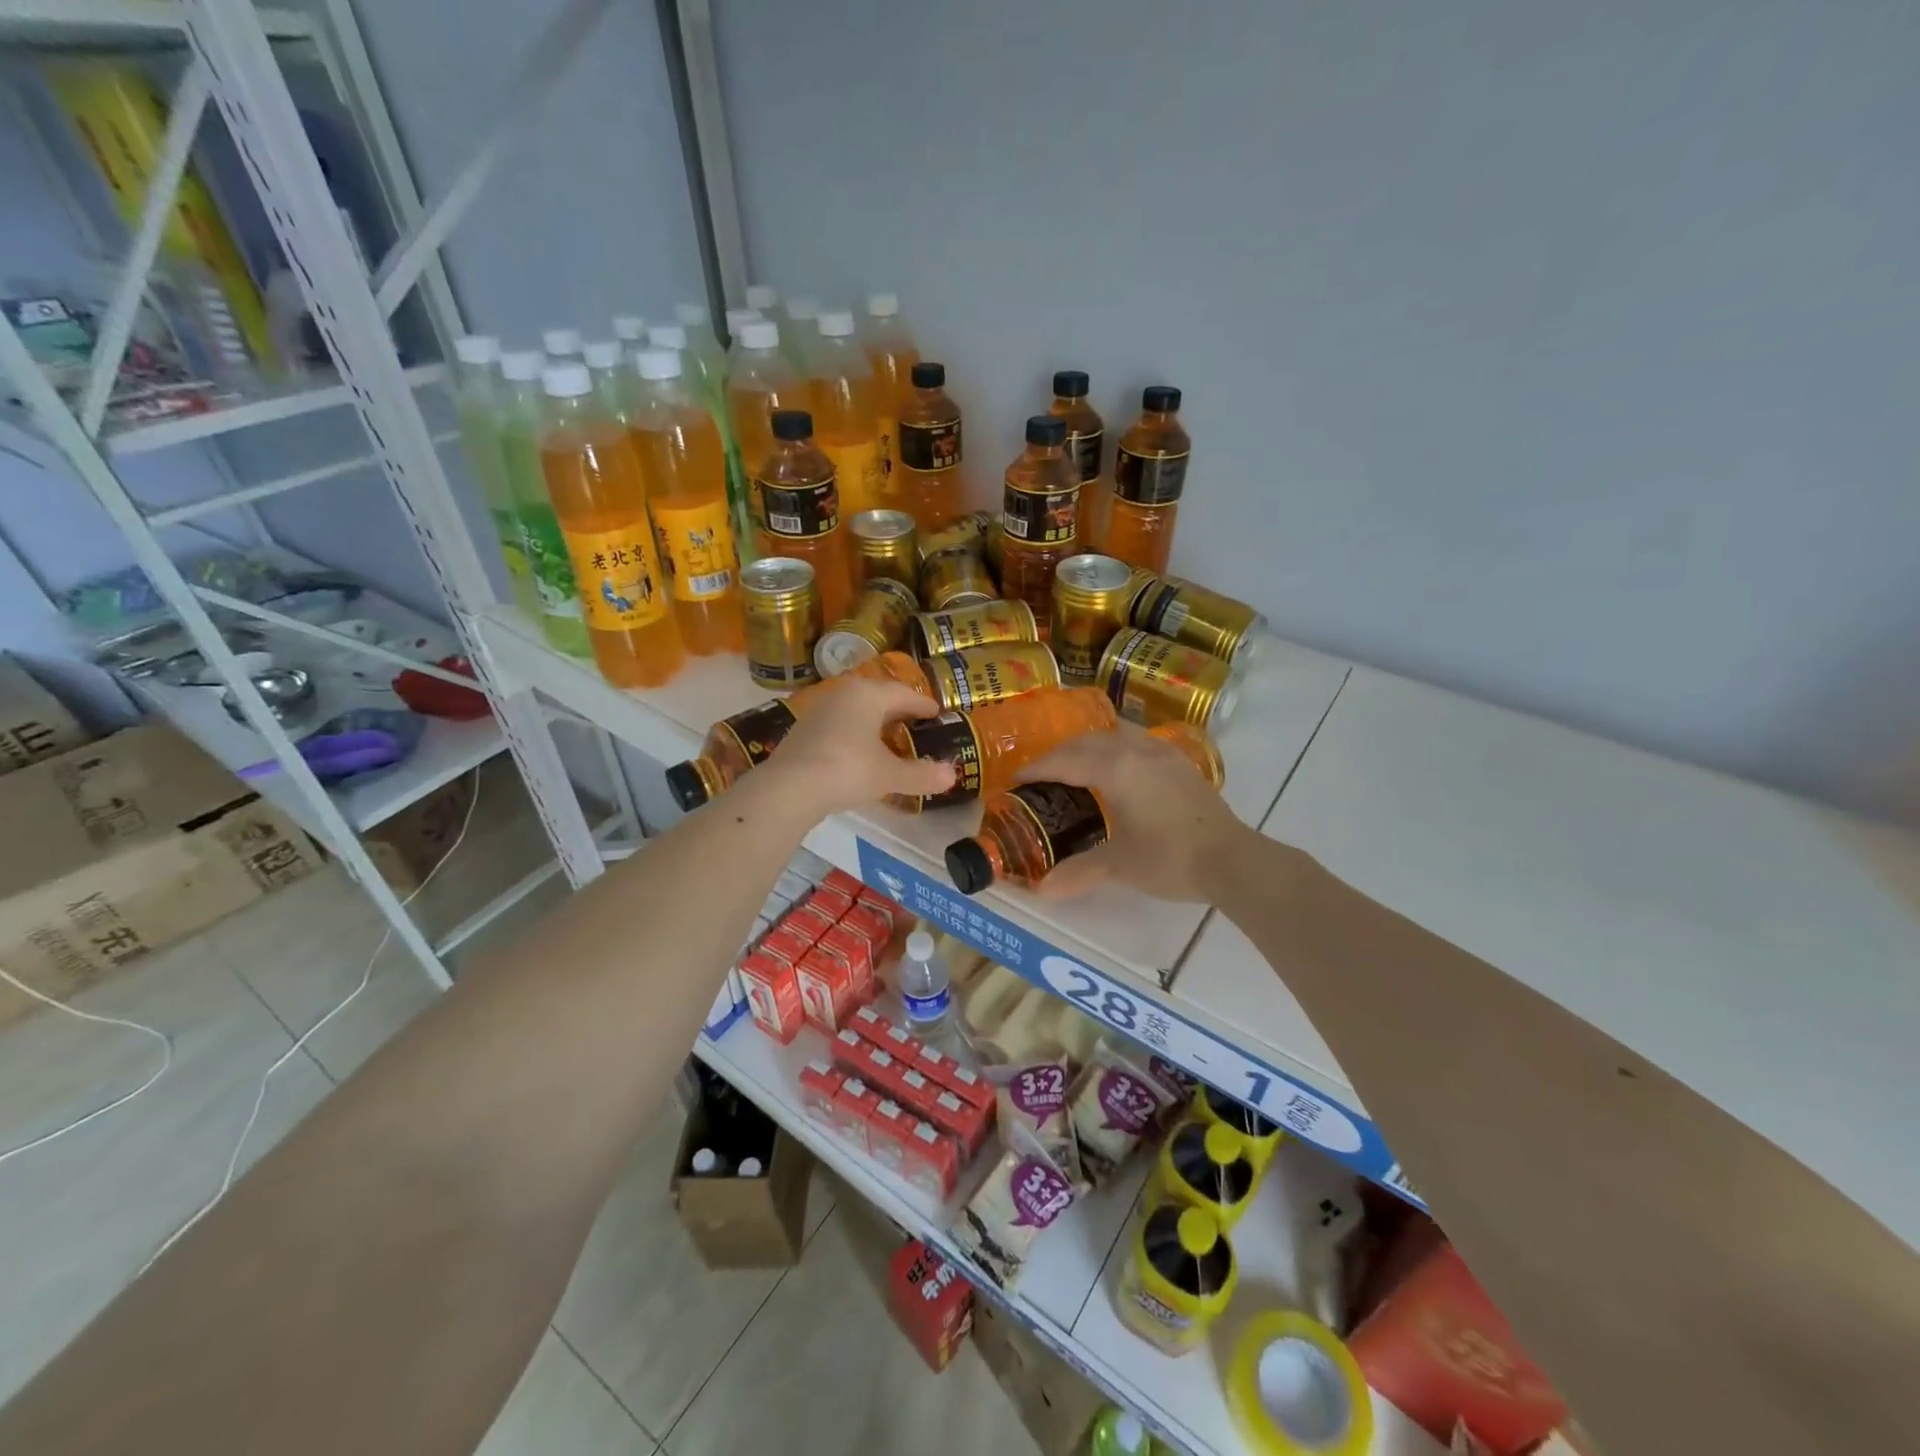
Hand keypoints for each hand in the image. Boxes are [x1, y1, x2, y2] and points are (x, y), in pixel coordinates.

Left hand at [757, 677, 954, 817]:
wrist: (790, 787)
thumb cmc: (848, 769)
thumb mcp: (890, 775)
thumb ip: (921, 774)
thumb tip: (952, 775)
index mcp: (868, 694)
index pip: (903, 693)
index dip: (923, 704)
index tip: (937, 713)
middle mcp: (844, 693)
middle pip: (878, 697)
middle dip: (899, 710)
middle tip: (917, 724)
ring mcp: (820, 710)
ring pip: (857, 710)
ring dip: (875, 722)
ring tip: (891, 738)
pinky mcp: (804, 730)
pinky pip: (841, 724)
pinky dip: (856, 734)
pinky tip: (861, 752)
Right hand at [1014, 724, 1249, 902]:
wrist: (1232, 859)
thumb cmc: (1169, 858)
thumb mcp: (1119, 864)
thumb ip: (1079, 871)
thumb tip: (1042, 891)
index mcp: (1115, 768)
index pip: (1065, 761)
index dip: (1038, 768)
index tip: (1016, 777)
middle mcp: (1136, 750)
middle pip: (1088, 741)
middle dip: (1060, 753)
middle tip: (1041, 772)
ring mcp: (1162, 753)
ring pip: (1116, 735)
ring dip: (1090, 745)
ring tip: (1076, 763)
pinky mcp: (1181, 763)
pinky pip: (1137, 742)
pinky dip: (1116, 748)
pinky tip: (1119, 767)